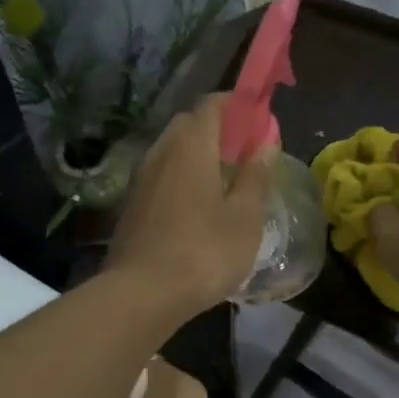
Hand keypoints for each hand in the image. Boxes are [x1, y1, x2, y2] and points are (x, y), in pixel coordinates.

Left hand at [107, 94, 270, 319]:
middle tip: (246, 155)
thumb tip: (266, 140)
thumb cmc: (204, 252)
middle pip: (190, 124)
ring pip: (173, 150)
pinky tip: (198, 208)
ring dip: (199, 156)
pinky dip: (182, 178)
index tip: (261, 121)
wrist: (142, 293)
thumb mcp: (245, 216)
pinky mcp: (132, 204)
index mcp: (191, 145)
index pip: (213, 104)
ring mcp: (141, 178)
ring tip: (226, 184)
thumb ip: (256, 174)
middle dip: (219, 130)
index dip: (239, 105)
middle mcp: (161, 151)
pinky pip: (162, 175)